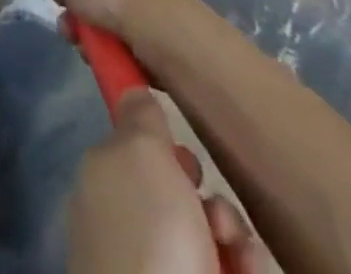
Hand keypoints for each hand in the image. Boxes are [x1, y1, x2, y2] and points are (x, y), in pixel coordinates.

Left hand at [69, 90, 252, 273]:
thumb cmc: (149, 237)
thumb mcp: (138, 153)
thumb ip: (139, 117)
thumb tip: (133, 93)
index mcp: (105, 185)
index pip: (135, 150)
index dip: (165, 149)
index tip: (185, 158)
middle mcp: (130, 228)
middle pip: (181, 194)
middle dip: (211, 199)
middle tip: (216, 215)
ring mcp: (163, 270)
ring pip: (213, 236)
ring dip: (234, 237)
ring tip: (237, 253)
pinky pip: (231, 271)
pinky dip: (245, 270)